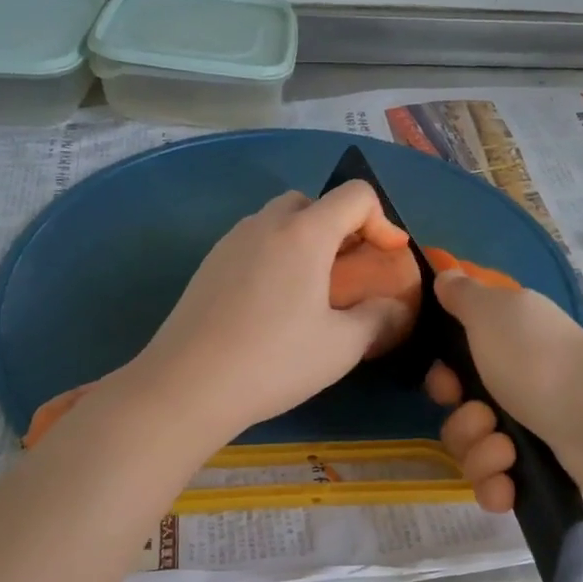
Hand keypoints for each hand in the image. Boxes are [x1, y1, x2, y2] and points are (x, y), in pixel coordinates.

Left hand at [129, 182, 416, 441]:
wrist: (187, 385)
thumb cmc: (274, 361)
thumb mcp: (341, 346)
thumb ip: (378, 318)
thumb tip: (394, 308)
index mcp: (304, 233)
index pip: (355, 195)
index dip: (383, 220)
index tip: (388, 257)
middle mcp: (266, 224)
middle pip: (313, 201)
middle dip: (340, 227)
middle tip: (349, 271)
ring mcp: (231, 241)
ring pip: (278, 219)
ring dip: (305, 239)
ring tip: (312, 288)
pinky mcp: (208, 264)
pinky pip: (253, 241)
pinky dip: (275, 254)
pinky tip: (273, 302)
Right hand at [423, 270, 582, 510]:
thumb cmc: (535, 358)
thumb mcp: (491, 311)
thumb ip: (463, 294)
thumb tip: (446, 272)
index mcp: (504, 350)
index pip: (454, 374)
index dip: (443, 382)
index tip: (450, 385)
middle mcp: (516, 390)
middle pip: (460, 418)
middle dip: (462, 424)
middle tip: (485, 419)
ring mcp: (531, 434)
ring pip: (474, 455)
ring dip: (480, 455)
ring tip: (506, 451)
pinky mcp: (542, 474)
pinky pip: (498, 488)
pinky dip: (497, 488)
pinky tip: (507, 486)